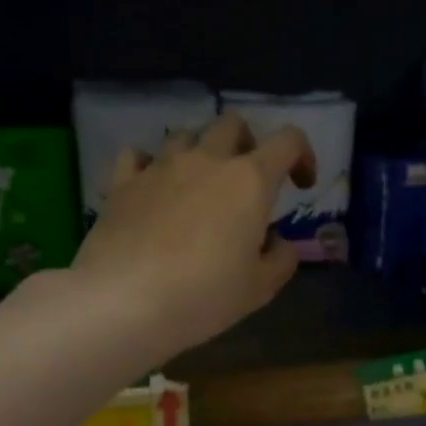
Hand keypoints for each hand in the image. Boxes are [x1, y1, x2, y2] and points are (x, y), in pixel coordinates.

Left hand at [71, 112, 316, 359]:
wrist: (123, 301)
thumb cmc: (204, 295)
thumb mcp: (260, 287)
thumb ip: (281, 257)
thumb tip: (275, 241)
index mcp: (250, 180)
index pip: (288, 140)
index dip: (302, 156)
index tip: (300, 186)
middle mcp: (207, 160)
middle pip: (233, 124)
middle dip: (248, 143)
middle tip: (248, 180)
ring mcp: (160, 167)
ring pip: (186, 135)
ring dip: (200, 152)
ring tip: (199, 186)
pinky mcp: (123, 182)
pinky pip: (138, 155)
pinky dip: (151, 165)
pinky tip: (153, 187)